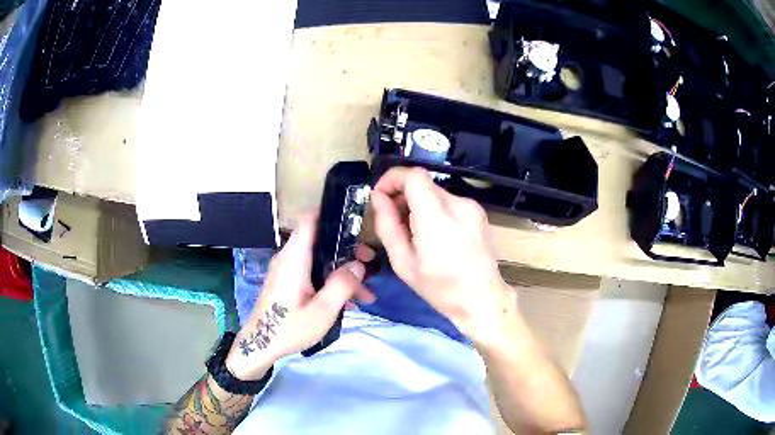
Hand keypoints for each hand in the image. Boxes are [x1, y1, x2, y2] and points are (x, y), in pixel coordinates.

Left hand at [226, 212, 374, 380]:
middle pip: (320, 240)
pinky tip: (348, 302)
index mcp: (295, 258)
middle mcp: (289, 258)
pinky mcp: (288, 282)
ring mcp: (287, 270)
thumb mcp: (321, 312)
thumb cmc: (289, 328)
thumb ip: (341, 285)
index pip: (310, 220)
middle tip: (370, 264)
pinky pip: (312, 272)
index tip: (357, 223)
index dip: (332, 215)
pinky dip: (330, 281)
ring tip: (366, 292)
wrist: (260, 345)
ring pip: (319, 259)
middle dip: (347, 250)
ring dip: (342, 271)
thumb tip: (358, 265)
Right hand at [370, 167, 516, 345]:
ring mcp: (472, 207)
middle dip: (402, 195)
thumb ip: (387, 226)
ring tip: (414, 233)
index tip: (380, 196)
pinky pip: (448, 201)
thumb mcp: (404, 263)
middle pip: (422, 183)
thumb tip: (377, 198)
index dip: (392, 178)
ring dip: (417, 204)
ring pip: (434, 192)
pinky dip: (434, 210)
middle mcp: (458, 205)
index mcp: (438, 218)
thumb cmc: (440, 288)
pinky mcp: (479, 212)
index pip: (413, 175)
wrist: (483, 299)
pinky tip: (434, 235)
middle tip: (393, 220)